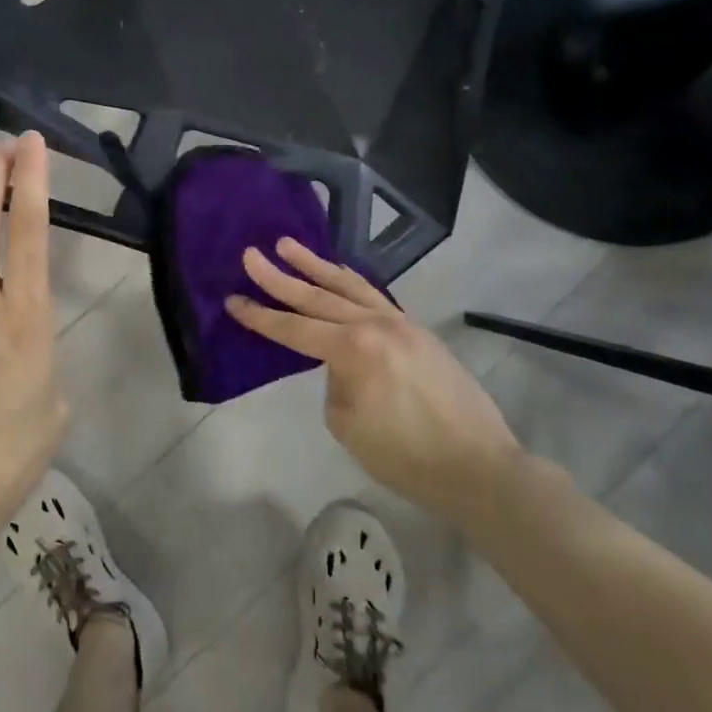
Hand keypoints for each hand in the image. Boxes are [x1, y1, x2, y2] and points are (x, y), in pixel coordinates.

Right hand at [226, 239, 521, 519]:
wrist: (479, 466)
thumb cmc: (406, 456)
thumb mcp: (348, 424)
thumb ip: (335, 382)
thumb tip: (341, 365)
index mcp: (353, 350)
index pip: (294, 329)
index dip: (260, 316)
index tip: (232, 299)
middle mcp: (375, 325)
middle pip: (316, 297)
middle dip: (279, 277)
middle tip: (250, 255)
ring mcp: (399, 323)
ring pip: (348, 286)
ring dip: (315, 266)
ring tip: (287, 245)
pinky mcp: (416, 330)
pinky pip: (373, 295)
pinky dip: (349, 281)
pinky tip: (338, 273)